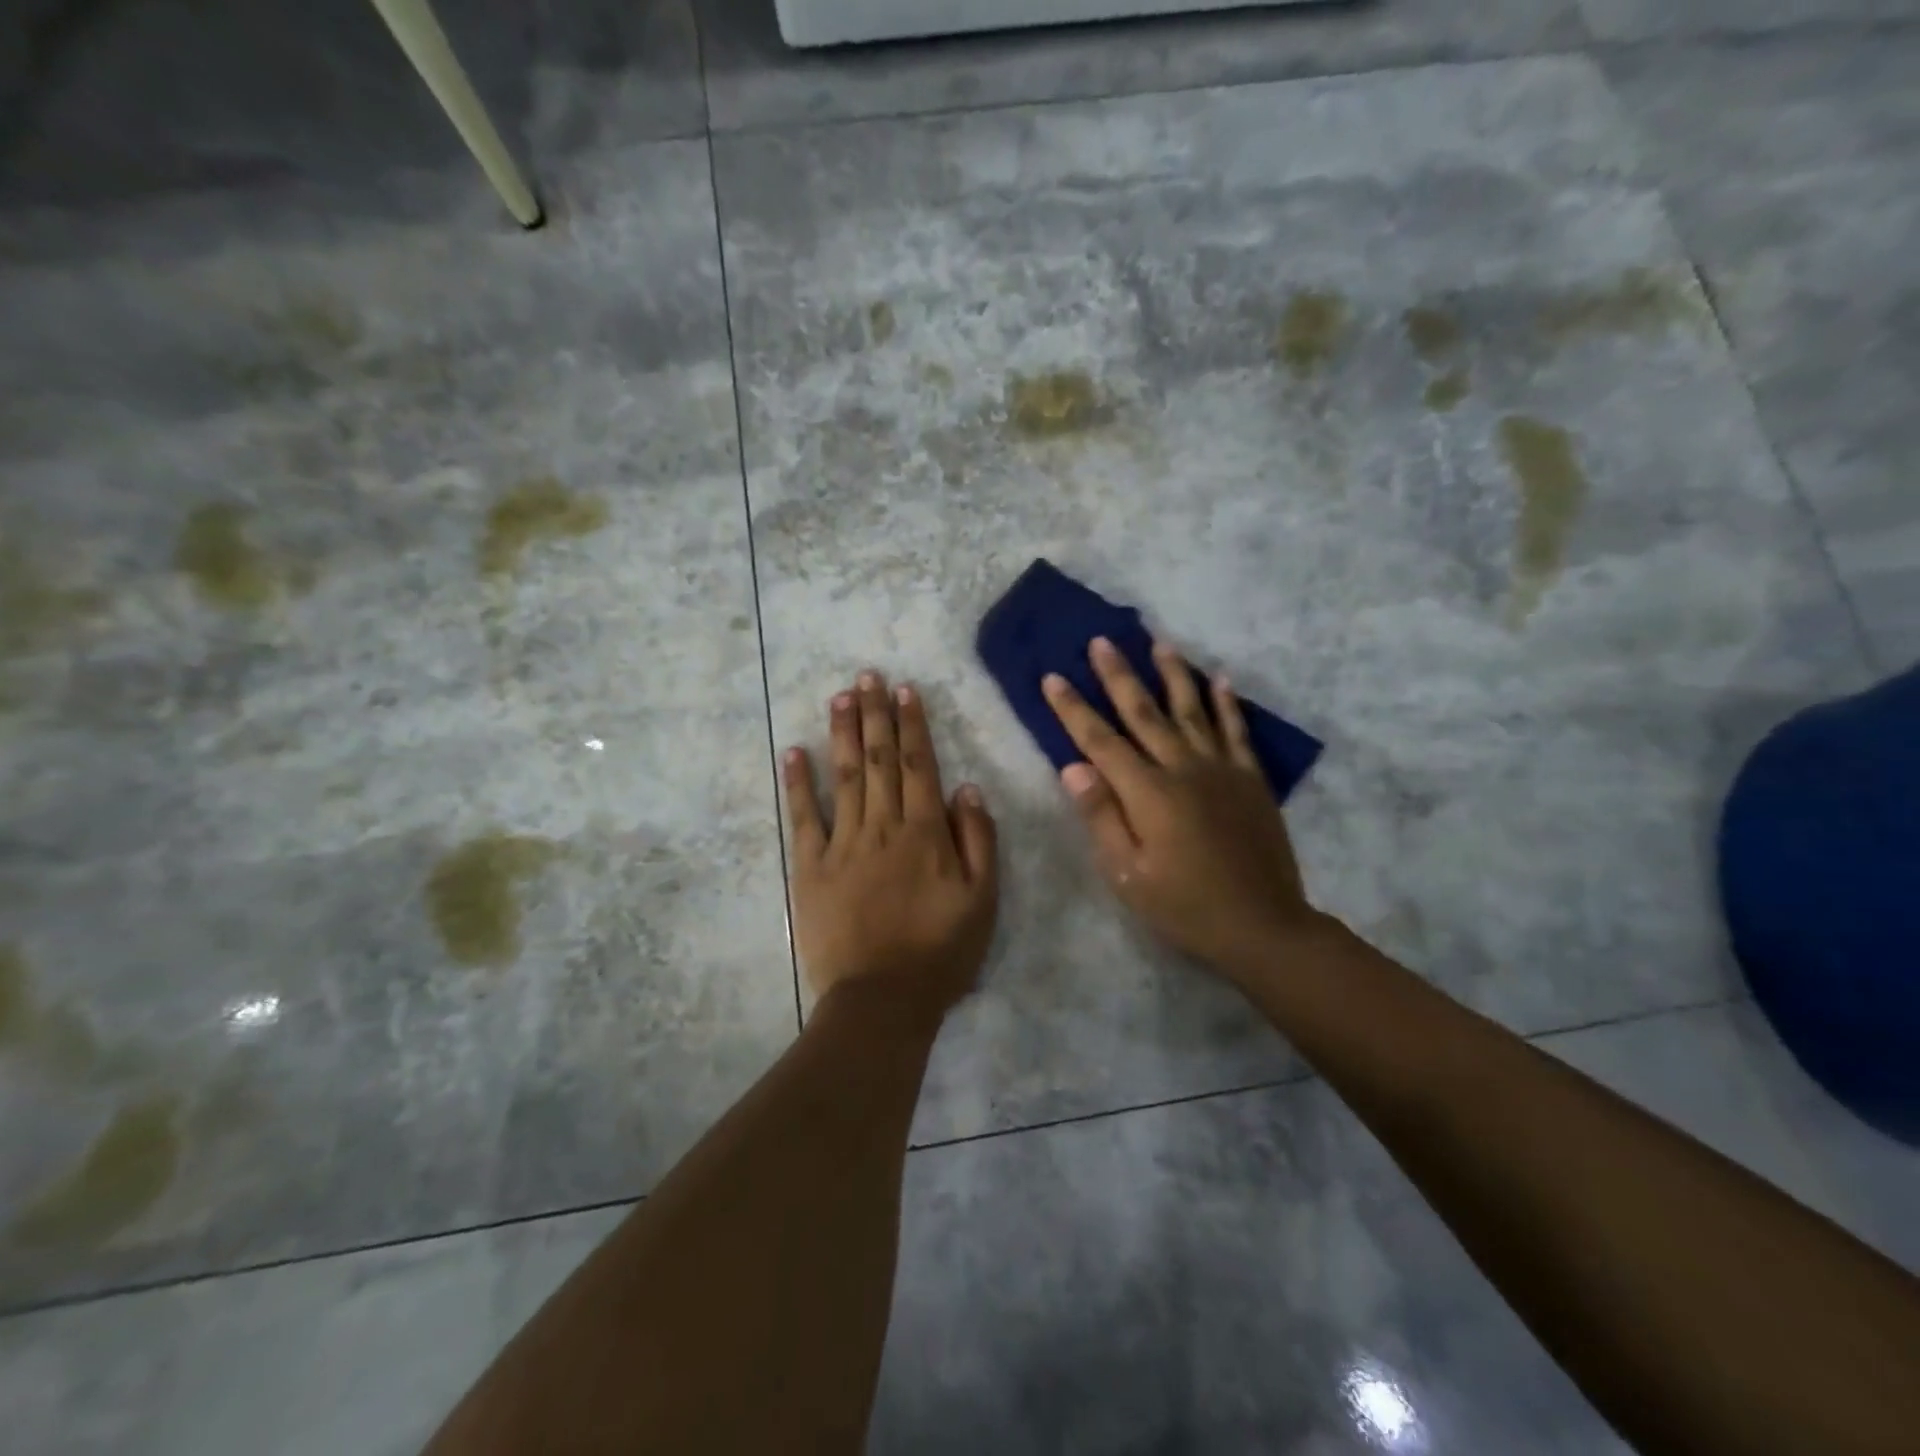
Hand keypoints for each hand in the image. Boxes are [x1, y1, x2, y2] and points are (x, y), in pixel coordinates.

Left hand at [784, 671, 998, 1021]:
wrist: (882, 999)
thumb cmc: (941, 952)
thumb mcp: (983, 900)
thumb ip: (978, 839)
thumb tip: (966, 786)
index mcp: (925, 832)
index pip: (918, 765)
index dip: (912, 725)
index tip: (905, 690)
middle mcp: (882, 826)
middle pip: (878, 759)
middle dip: (875, 714)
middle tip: (868, 675)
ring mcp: (842, 844)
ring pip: (843, 776)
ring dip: (842, 733)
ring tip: (840, 695)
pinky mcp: (810, 867)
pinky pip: (803, 818)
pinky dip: (797, 783)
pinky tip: (793, 751)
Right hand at [1042, 638, 1322, 980]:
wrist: (1263, 926)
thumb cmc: (1185, 906)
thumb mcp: (1128, 875)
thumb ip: (1101, 817)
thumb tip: (1072, 767)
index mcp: (1148, 793)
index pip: (1100, 741)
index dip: (1073, 709)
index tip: (1053, 677)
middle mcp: (1183, 769)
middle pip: (1144, 713)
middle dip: (1118, 676)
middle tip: (1101, 641)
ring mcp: (1221, 770)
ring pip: (1192, 710)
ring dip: (1173, 674)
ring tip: (1159, 641)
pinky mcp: (1250, 779)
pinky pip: (1237, 731)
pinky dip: (1227, 703)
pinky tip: (1220, 679)